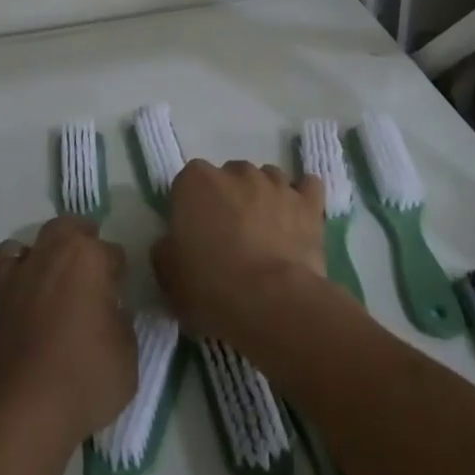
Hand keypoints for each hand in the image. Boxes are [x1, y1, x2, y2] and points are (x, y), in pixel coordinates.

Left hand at [0, 216, 136, 447]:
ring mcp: (24, 269)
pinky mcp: (0, 291)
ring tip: (61, 276)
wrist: (26, 406)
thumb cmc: (87, 377)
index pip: (114, 253)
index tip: (120, 296)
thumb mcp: (128, 354)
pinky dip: (20, 266)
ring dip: (53, 249)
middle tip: (95, 273)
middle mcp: (55, 252)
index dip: (119, 275)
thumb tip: (113, 312)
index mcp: (92, 258)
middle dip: (86, 241)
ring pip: (40, 239)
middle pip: (72, 228)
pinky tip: (29, 287)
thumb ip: (122, 322)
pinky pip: (9, 261)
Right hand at [153, 160, 326, 344]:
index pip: (187, 182)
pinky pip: (307, 187)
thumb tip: (174, 243)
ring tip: (264, 230)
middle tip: (228, 235)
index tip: (193, 234)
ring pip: (266, 178)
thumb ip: (166, 248)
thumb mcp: (168, 275)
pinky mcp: (308, 203)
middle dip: (227, 198)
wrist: (272, 302)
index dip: (190, 207)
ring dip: (262, 197)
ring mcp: (275, 184)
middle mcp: (236, 172)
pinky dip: (302, 198)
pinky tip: (298, 215)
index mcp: (195, 182)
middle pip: (228, 176)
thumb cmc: (211, 285)